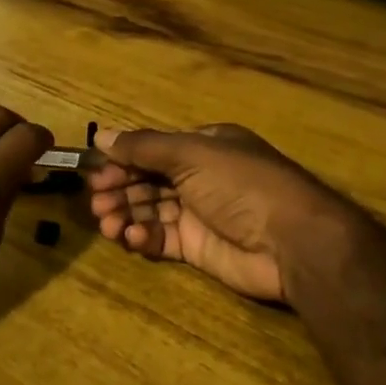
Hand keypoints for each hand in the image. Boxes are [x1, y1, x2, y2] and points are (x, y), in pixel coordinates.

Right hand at [86, 124, 378, 306]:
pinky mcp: (198, 248)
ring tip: (108, 224)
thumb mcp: (191, 154)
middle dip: (120, 189)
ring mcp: (200, 214)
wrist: (291, 241)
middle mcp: (200, 177)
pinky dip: (143, 237)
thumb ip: (143, 147)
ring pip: (151, 210)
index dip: (122, 161)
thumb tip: (100, 136)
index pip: (152, 151)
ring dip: (126, 214)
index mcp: (204, 147)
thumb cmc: (240, 184)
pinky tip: (132, 238)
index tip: (94, 174)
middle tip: (97, 203)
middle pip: (148, 181)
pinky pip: (162, 238)